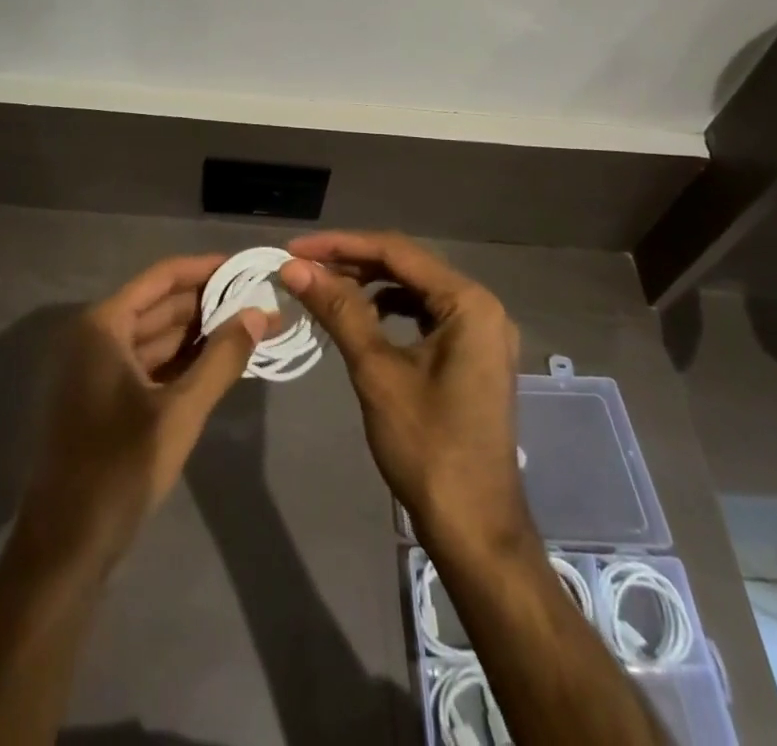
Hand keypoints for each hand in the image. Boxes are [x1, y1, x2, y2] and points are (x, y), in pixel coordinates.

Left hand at [17, 254, 270, 568]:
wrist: (64, 550)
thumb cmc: (119, 469)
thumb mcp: (180, 412)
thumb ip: (222, 358)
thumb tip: (260, 313)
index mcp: (103, 326)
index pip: (162, 278)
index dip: (205, 269)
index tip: (246, 267)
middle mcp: (96, 337)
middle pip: (160, 305)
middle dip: (210, 304)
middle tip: (260, 302)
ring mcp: (97, 370)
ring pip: (157, 337)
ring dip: (201, 335)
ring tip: (251, 330)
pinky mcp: (104, 400)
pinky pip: (150, 365)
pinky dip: (184, 362)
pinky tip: (221, 363)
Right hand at [280, 232, 532, 561]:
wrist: (475, 530)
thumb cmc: (428, 447)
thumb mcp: (377, 372)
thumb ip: (339, 310)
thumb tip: (295, 268)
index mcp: (468, 303)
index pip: (396, 252)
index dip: (341, 245)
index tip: (295, 249)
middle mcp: (481, 306)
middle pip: (407, 266)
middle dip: (353, 263)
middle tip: (302, 268)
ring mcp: (481, 333)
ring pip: (415, 290)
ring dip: (369, 285)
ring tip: (324, 289)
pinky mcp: (472, 355)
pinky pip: (425, 315)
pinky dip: (390, 310)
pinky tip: (360, 318)